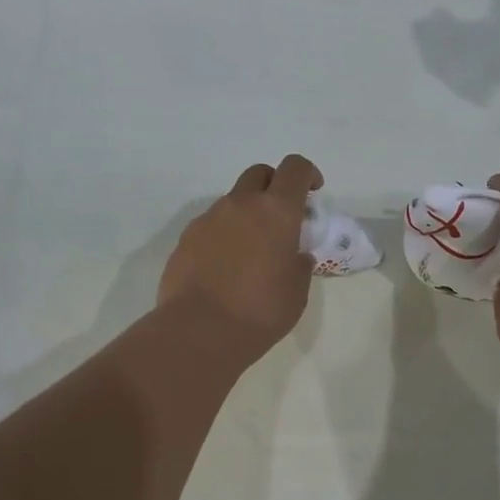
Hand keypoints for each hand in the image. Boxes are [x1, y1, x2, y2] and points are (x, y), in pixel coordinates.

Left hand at [158, 154, 322, 360]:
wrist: (200, 331)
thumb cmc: (260, 311)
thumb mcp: (296, 293)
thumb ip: (299, 266)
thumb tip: (296, 256)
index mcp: (276, 211)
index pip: (295, 169)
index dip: (307, 174)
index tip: (313, 192)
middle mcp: (240, 205)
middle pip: (259, 174)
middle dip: (273, 186)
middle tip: (281, 217)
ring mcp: (208, 219)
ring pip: (232, 201)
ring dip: (246, 214)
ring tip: (250, 251)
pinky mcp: (185, 238)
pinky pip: (210, 225)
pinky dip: (222, 235)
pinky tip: (224, 267)